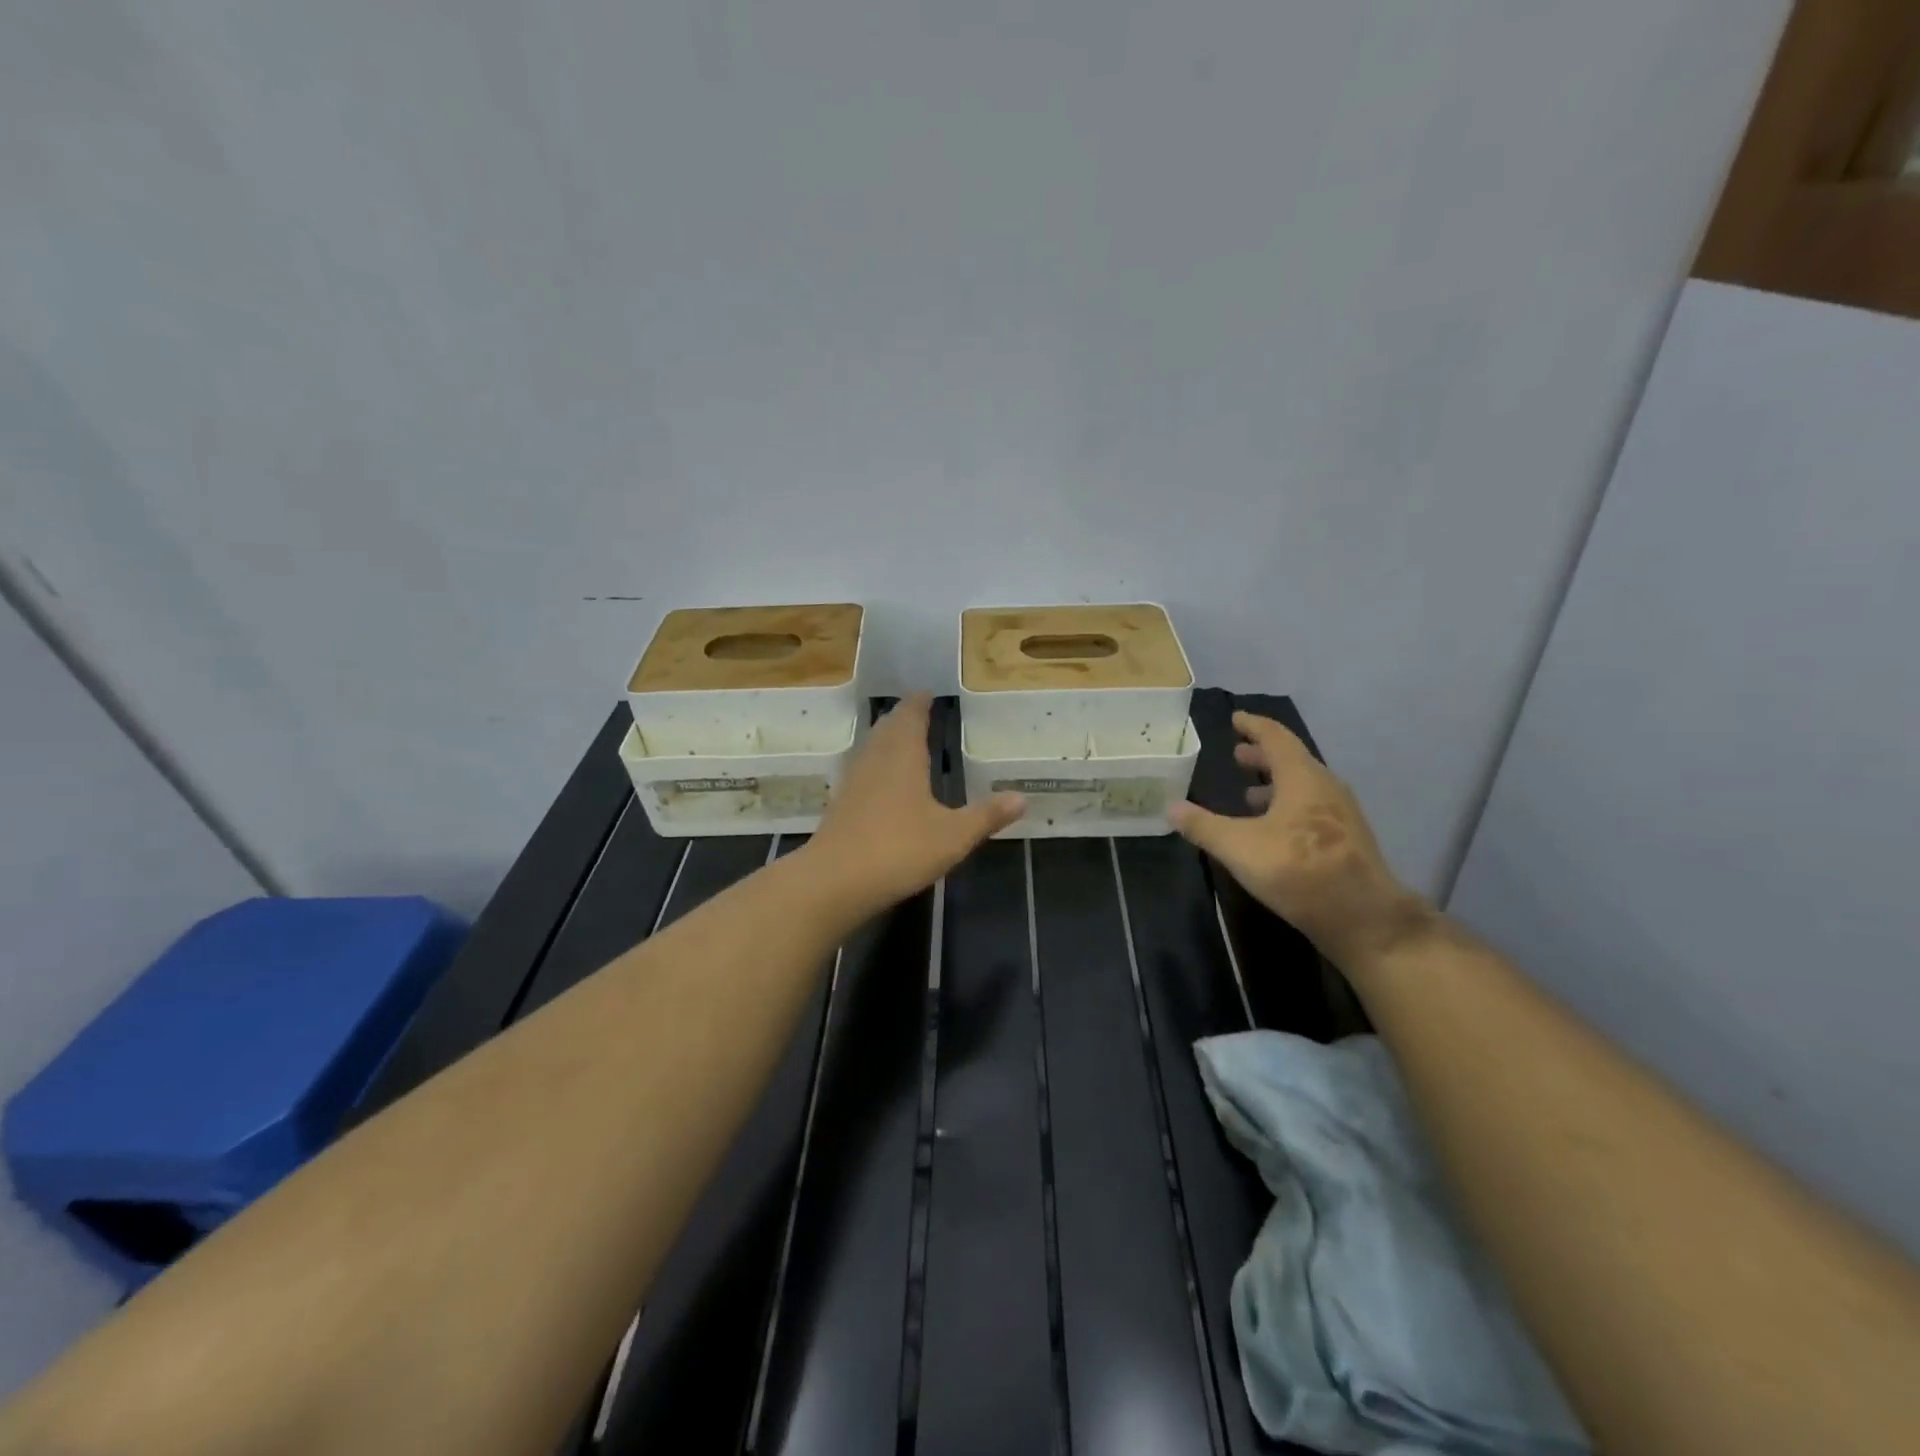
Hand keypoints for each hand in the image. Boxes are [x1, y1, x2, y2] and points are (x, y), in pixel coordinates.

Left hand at [804, 695, 1023, 918]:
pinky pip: (862, 769)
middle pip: (888, 727)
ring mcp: (854, 781)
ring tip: (903, 739)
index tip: (927, 692)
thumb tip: (1022, 797)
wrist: (835, 881)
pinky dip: (877, 763)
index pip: (911, 716)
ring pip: (872, 747)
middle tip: (918, 712)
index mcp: (903, 756)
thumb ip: (986, 816)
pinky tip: (883, 781)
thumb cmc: (899, 849)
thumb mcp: (953, 836)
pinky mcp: (841, 804)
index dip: (919, 703)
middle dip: (903, 717)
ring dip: (887, 738)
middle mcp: (876, 759)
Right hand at [1167, 712, 1427, 968]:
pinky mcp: (1347, 840)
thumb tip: (1171, 808)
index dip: (1253, 726)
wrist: (1362, 916)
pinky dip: (1288, 806)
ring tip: (1249, 794)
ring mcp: (1341, 814)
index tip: (1236, 719)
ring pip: (1304, 787)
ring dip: (1276, 784)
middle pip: (1292, 760)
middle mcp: (1325, 787)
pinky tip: (1273, 829)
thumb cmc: (1297, 868)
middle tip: (1238, 755)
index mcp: (1301, 777)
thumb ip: (1203, 826)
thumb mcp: (1238, 847)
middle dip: (1263, 756)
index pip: (1276, 737)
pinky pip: (1312, 808)